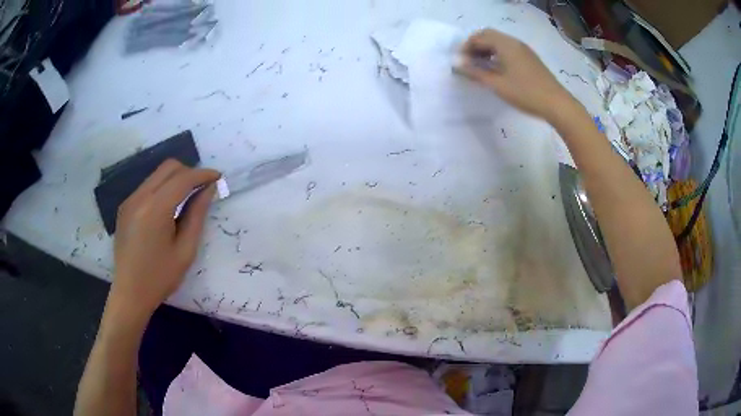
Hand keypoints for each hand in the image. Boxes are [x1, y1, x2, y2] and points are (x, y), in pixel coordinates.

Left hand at [110, 159, 219, 318]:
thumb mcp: (185, 250)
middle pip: (168, 167)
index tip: (218, 177)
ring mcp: (130, 200)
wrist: (130, 293)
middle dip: (189, 172)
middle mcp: (140, 197)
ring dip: (175, 178)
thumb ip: (197, 215)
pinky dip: (162, 187)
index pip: (183, 178)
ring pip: (157, 174)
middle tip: (203, 188)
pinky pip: (147, 186)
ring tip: (188, 197)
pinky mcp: (125, 206)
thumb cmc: (160, 277)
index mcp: (155, 209)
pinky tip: (168, 207)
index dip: (203, 174)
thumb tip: (209, 189)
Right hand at [456, 29, 575, 121]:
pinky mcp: (529, 58)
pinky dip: (497, 55)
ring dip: (486, 50)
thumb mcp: (497, 84)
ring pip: (499, 42)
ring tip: (479, 68)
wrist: (557, 104)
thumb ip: (475, 73)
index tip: (459, 63)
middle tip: (468, 63)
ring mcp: (523, 50)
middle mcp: (514, 42)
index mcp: (505, 44)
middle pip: (488, 36)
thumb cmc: (525, 93)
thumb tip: (456, 65)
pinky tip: (496, 70)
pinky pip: (508, 50)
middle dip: (475, 46)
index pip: (479, 37)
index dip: (465, 48)